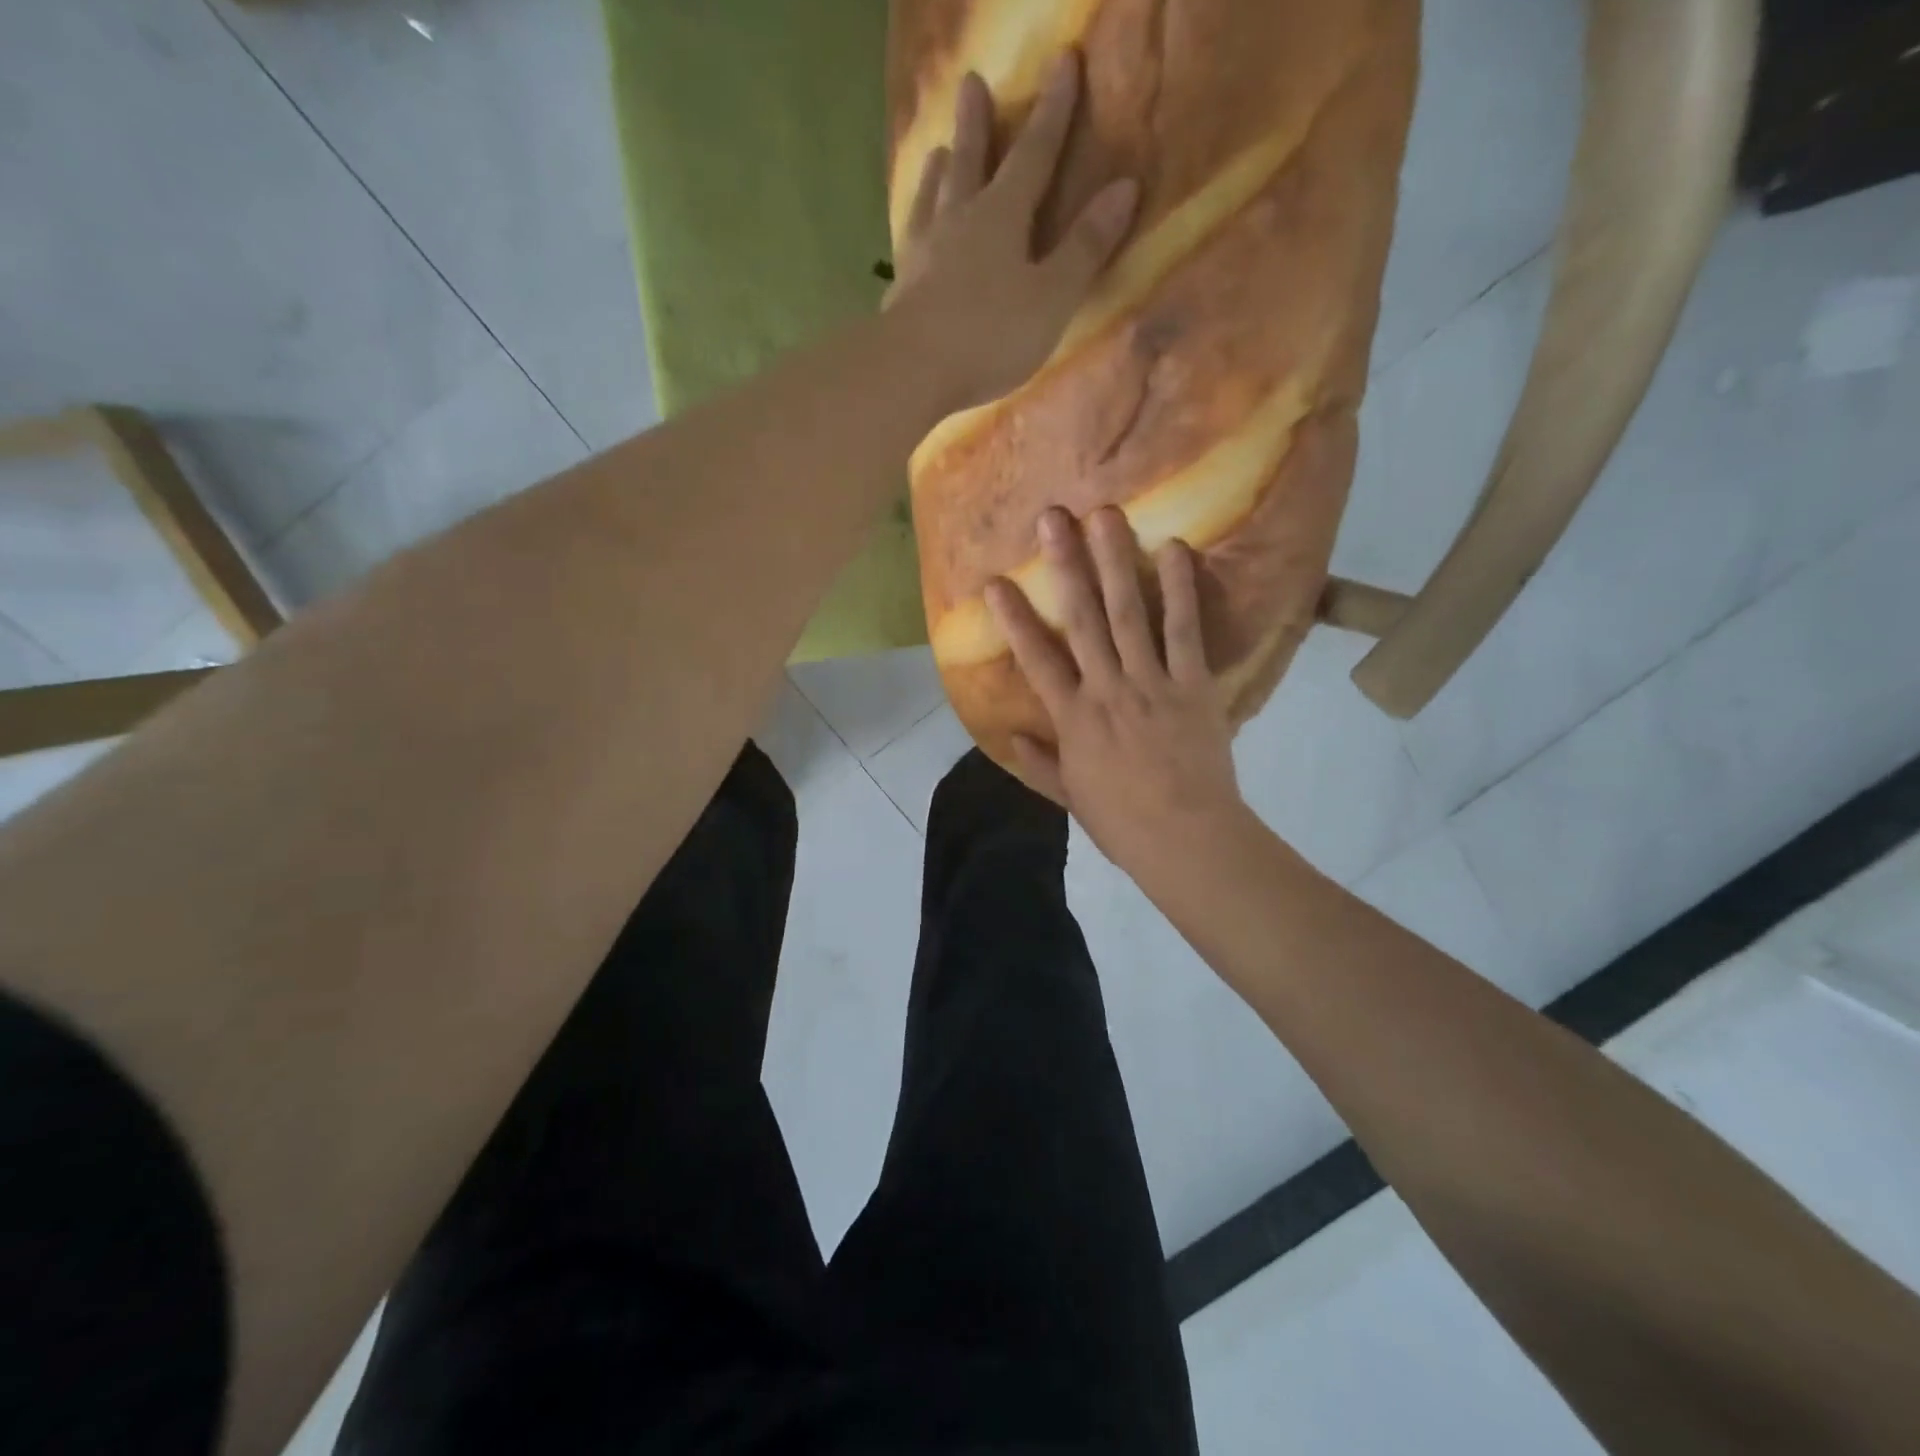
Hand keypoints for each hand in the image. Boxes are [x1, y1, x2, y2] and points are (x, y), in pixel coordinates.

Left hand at [887, 53, 1139, 412]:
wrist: (912, 370)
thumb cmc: (990, 335)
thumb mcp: (1052, 296)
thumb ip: (1085, 247)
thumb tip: (1125, 188)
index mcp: (1003, 216)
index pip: (1035, 153)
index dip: (1054, 111)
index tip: (1065, 62)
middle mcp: (959, 220)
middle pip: (970, 161)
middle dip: (977, 123)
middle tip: (971, 83)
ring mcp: (923, 252)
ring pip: (933, 197)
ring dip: (939, 170)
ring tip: (937, 151)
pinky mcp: (901, 287)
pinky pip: (910, 240)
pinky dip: (915, 223)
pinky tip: (912, 229)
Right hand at [986, 507, 1248, 889]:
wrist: (1185, 838)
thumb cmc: (1122, 822)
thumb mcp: (1070, 796)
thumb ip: (1039, 763)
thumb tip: (1011, 735)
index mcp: (1073, 717)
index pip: (1035, 659)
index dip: (1014, 618)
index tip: (995, 581)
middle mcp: (1106, 688)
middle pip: (1081, 618)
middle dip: (1064, 565)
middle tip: (1052, 517)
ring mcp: (1151, 682)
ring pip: (1129, 613)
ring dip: (1115, 561)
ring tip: (1105, 515)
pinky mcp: (1193, 684)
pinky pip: (1185, 630)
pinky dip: (1180, 589)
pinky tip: (1174, 548)